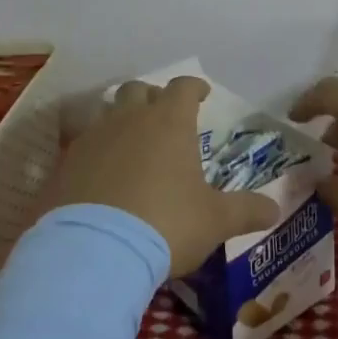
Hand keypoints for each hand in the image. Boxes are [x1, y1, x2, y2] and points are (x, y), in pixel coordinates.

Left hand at [49, 76, 279, 275]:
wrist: (93, 251)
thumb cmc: (165, 224)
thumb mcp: (215, 221)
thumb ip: (246, 211)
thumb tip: (274, 209)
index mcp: (169, 122)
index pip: (184, 87)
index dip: (194, 87)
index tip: (202, 94)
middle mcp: (128, 119)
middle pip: (138, 90)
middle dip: (152, 98)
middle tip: (162, 116)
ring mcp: (91, 139)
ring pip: (105, 113)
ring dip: (119, 121)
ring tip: (129, 144)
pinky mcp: (63, 165)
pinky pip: (80, 146)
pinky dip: (93, 154)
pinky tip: (98, 177)